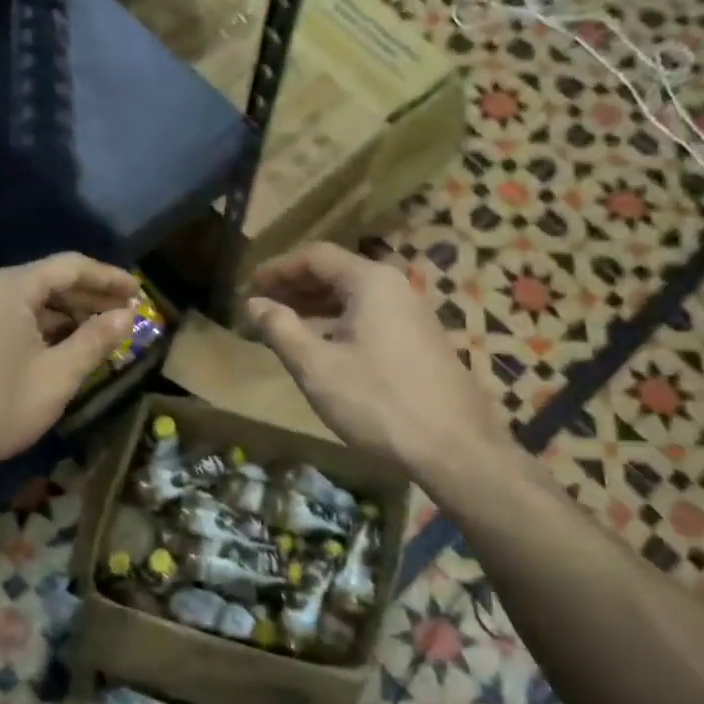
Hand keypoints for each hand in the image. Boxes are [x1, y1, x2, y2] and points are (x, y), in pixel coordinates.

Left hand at [0, 254, 138, 485]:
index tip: (139, 292)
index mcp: (10, 288)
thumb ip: (95, 341)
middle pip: (48, 281)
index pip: (70, 267)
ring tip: (100, 335)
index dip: (109, 278)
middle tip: (125, 316)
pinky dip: (42, 329)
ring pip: (29, 303)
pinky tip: (60, 350)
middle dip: (89, 297)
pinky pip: (11, 319)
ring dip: (66, 316)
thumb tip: (127, 316)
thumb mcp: (57, 376)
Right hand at [246, 243, 504, 478]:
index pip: (316, 257)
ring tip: (284, 327)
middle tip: (261, 307)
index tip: (250, 286)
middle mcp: (395, 287)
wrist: (453, 447)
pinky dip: (339, 324)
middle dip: (296, 288)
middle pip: (337, 273)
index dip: (278, 269)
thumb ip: (281, 330)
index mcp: (370, 282)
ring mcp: (413, 314)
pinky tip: (322, 348)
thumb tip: (254, 304)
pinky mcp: (420, 340)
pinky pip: (371, 318)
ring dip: (316, 308)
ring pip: (355, 298)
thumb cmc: (376, 401)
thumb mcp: (317, 367)